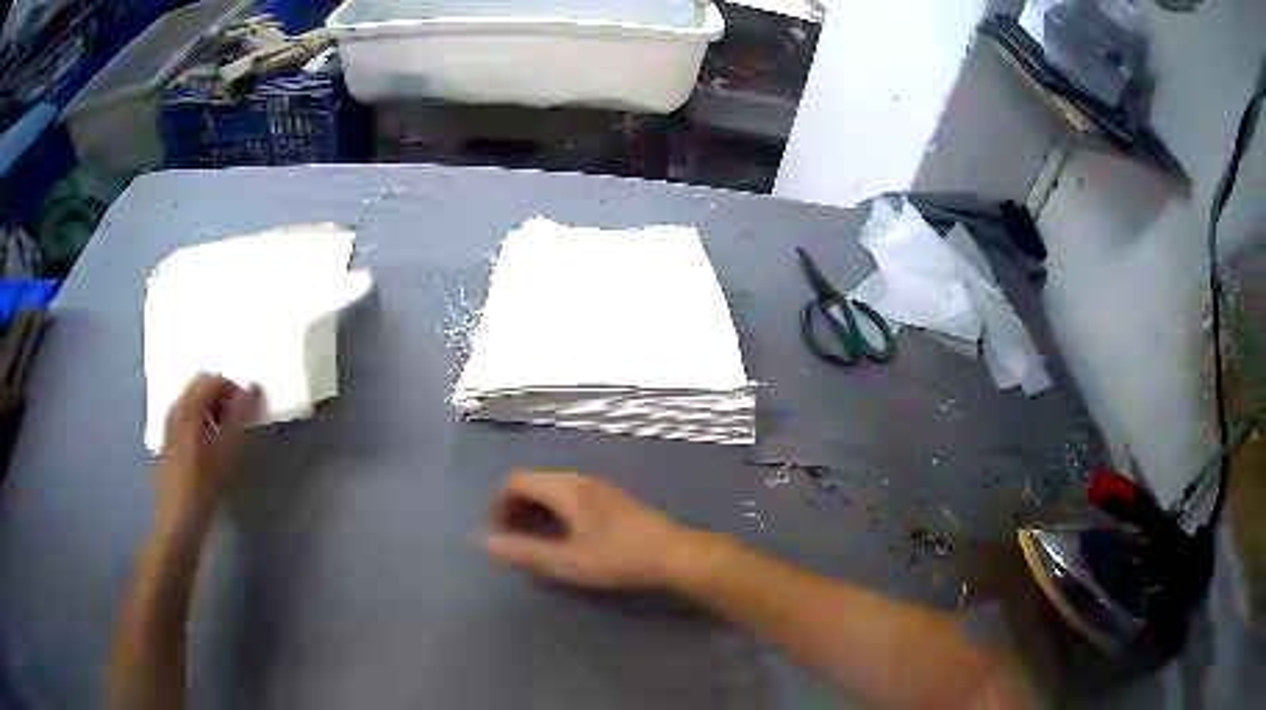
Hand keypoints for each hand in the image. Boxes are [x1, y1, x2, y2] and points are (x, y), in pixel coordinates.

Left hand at [157, 373, 260, 527]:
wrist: (179, 520)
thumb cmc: (205, 487)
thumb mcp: (227, 452)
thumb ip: (241, 417)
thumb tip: (255, 387)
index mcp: (190, 407)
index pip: (215, 380)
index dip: (236, 391)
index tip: (249, 415)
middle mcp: (177, 407)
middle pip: (202, 384)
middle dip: (222, 396)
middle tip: (237, 423)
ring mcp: (171, 422)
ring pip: (194, 399)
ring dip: (212, 408)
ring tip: (225, 436)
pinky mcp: (169, 438)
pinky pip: (187, 414)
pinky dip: (201, 419)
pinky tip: (209, 446)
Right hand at [483, 471, 701, 589]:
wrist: (674, 554)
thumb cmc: (619, 558)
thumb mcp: (567, 561)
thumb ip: (523, 551)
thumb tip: (482, 541)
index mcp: (565, 488)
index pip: (514, 481)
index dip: (497, 506)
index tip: (497, 537)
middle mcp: (578, 480)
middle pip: (531, 483)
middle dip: (512, 509)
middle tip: (511, 543)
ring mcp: (596, 487)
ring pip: (550, 490)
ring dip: (532, 512)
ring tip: (531, 544)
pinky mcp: (608, 500)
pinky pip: (567, 497)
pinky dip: (551, 513)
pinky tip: (560, 539)